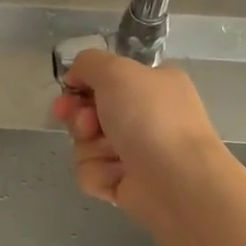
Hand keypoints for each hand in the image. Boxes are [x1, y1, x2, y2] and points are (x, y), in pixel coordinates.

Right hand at [50, 49, 226, 221]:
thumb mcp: (117, 71)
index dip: (81, 86)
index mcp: (152, 85)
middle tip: (88, 126)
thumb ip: (89, 63)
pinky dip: (99, 173)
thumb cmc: (150, 118)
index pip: (105, 80)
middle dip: (80, 120)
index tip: (68, 92)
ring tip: (113, 155)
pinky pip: (92, 173)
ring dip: (91, 149)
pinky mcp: (125, 182)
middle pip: (89, 113)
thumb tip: (75, 77)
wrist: (176, 180)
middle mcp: (145, 116)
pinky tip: (119, 176)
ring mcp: (135, 151)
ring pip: (86, 145)